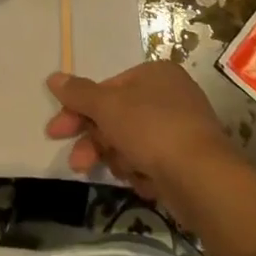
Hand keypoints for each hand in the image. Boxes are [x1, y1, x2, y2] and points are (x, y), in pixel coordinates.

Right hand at [45, 62, 238, 220]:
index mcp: (155, 74)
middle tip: (77, 162)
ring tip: (125, 171)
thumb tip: (53, 77)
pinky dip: (143, 172)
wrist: (202, 179)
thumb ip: (79, 93)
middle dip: (96, 141)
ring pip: (131, 143)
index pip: (106, 88)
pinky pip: (151, 163)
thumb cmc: (151, 129)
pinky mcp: (187, 161)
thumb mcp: (108, 106)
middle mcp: (170, 96)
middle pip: (117, 117)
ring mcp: (181, 129)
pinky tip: (146, 181)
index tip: (57, 130)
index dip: (78, 109)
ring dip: (119, 159)